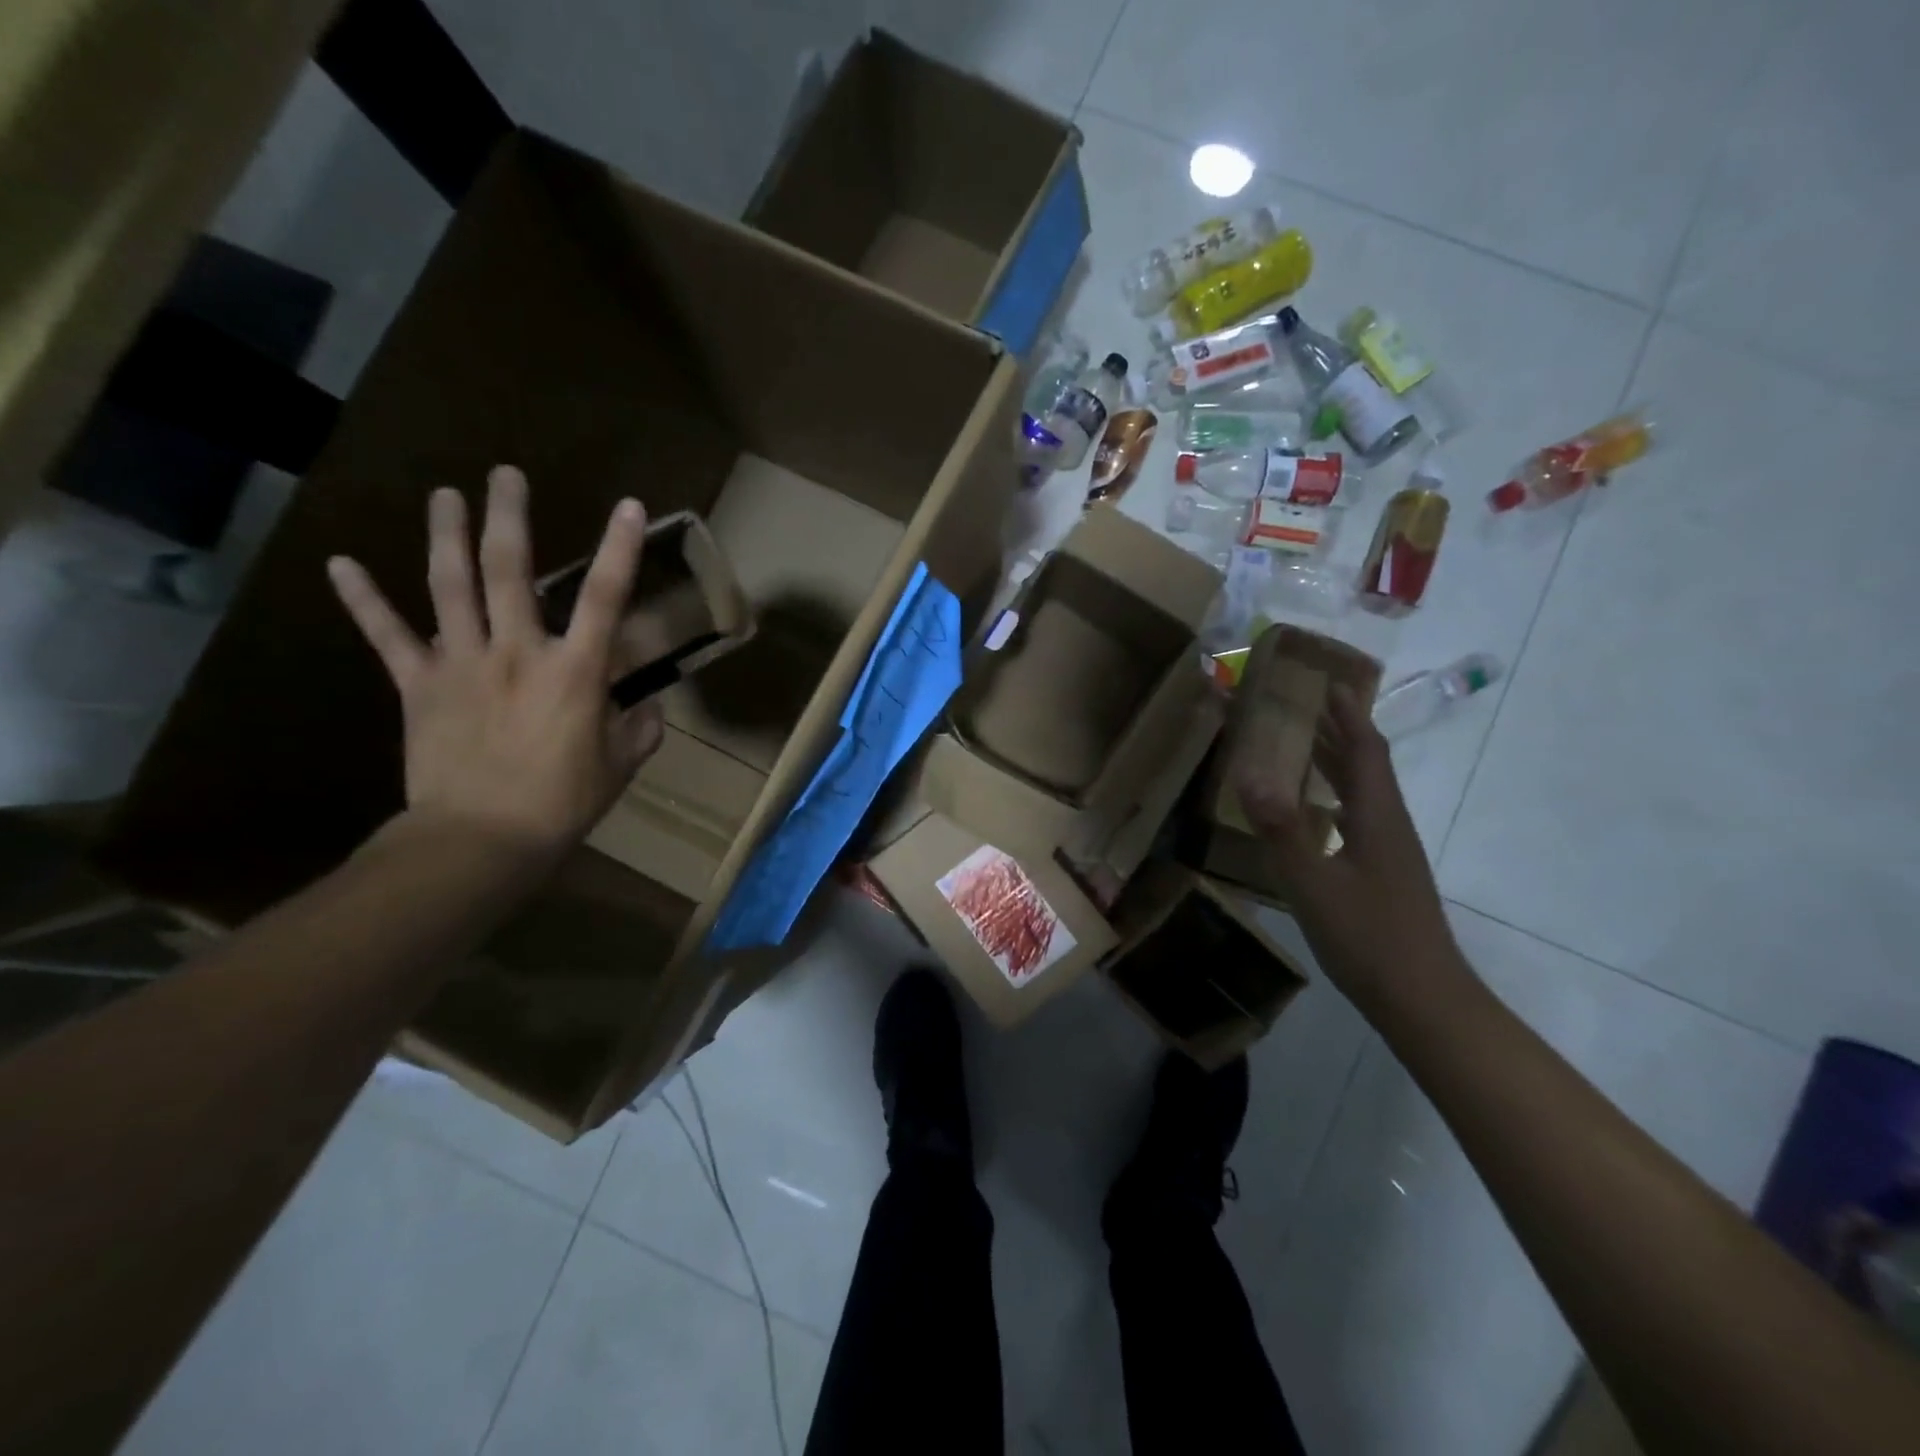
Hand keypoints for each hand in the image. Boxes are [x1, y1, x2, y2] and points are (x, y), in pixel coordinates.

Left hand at [326, 466, 663, 860]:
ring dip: (446, 535)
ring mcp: (461, 664)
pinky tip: (342, 563)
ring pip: (449, 586)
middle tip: (505, 474)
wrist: (481, 838)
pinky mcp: (419, 685)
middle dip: (508, 517)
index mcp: (574, 672)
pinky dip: (364, 600)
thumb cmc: (563, 803)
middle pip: (508, 571)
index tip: (629, 506)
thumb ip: (639, 729)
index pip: (605, 598)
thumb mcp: (620, 766)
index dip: (619, 548)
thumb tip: (648, 707)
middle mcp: (517, 652)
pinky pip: (388, 636)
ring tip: (445, 493)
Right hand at [1236, 685, 1465, 1012]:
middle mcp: (1389, 826)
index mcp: (1378, 817)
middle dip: (1337, 732)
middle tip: (1303, 707)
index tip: (1328, 682)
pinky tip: (1314, 815)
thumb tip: (1248, 773)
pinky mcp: (1384, 876)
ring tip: (1302, 748)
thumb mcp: (1313, 883)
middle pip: (1366, 766)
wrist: (1423, 999)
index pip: (1364, 750)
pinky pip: (1357, 819)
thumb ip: (1280, 829)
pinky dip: (1334, 799)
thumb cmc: (1368, 937)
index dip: (1347, 715)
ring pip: (1363, 793)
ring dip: (1336, 764)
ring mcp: (1390, 853)